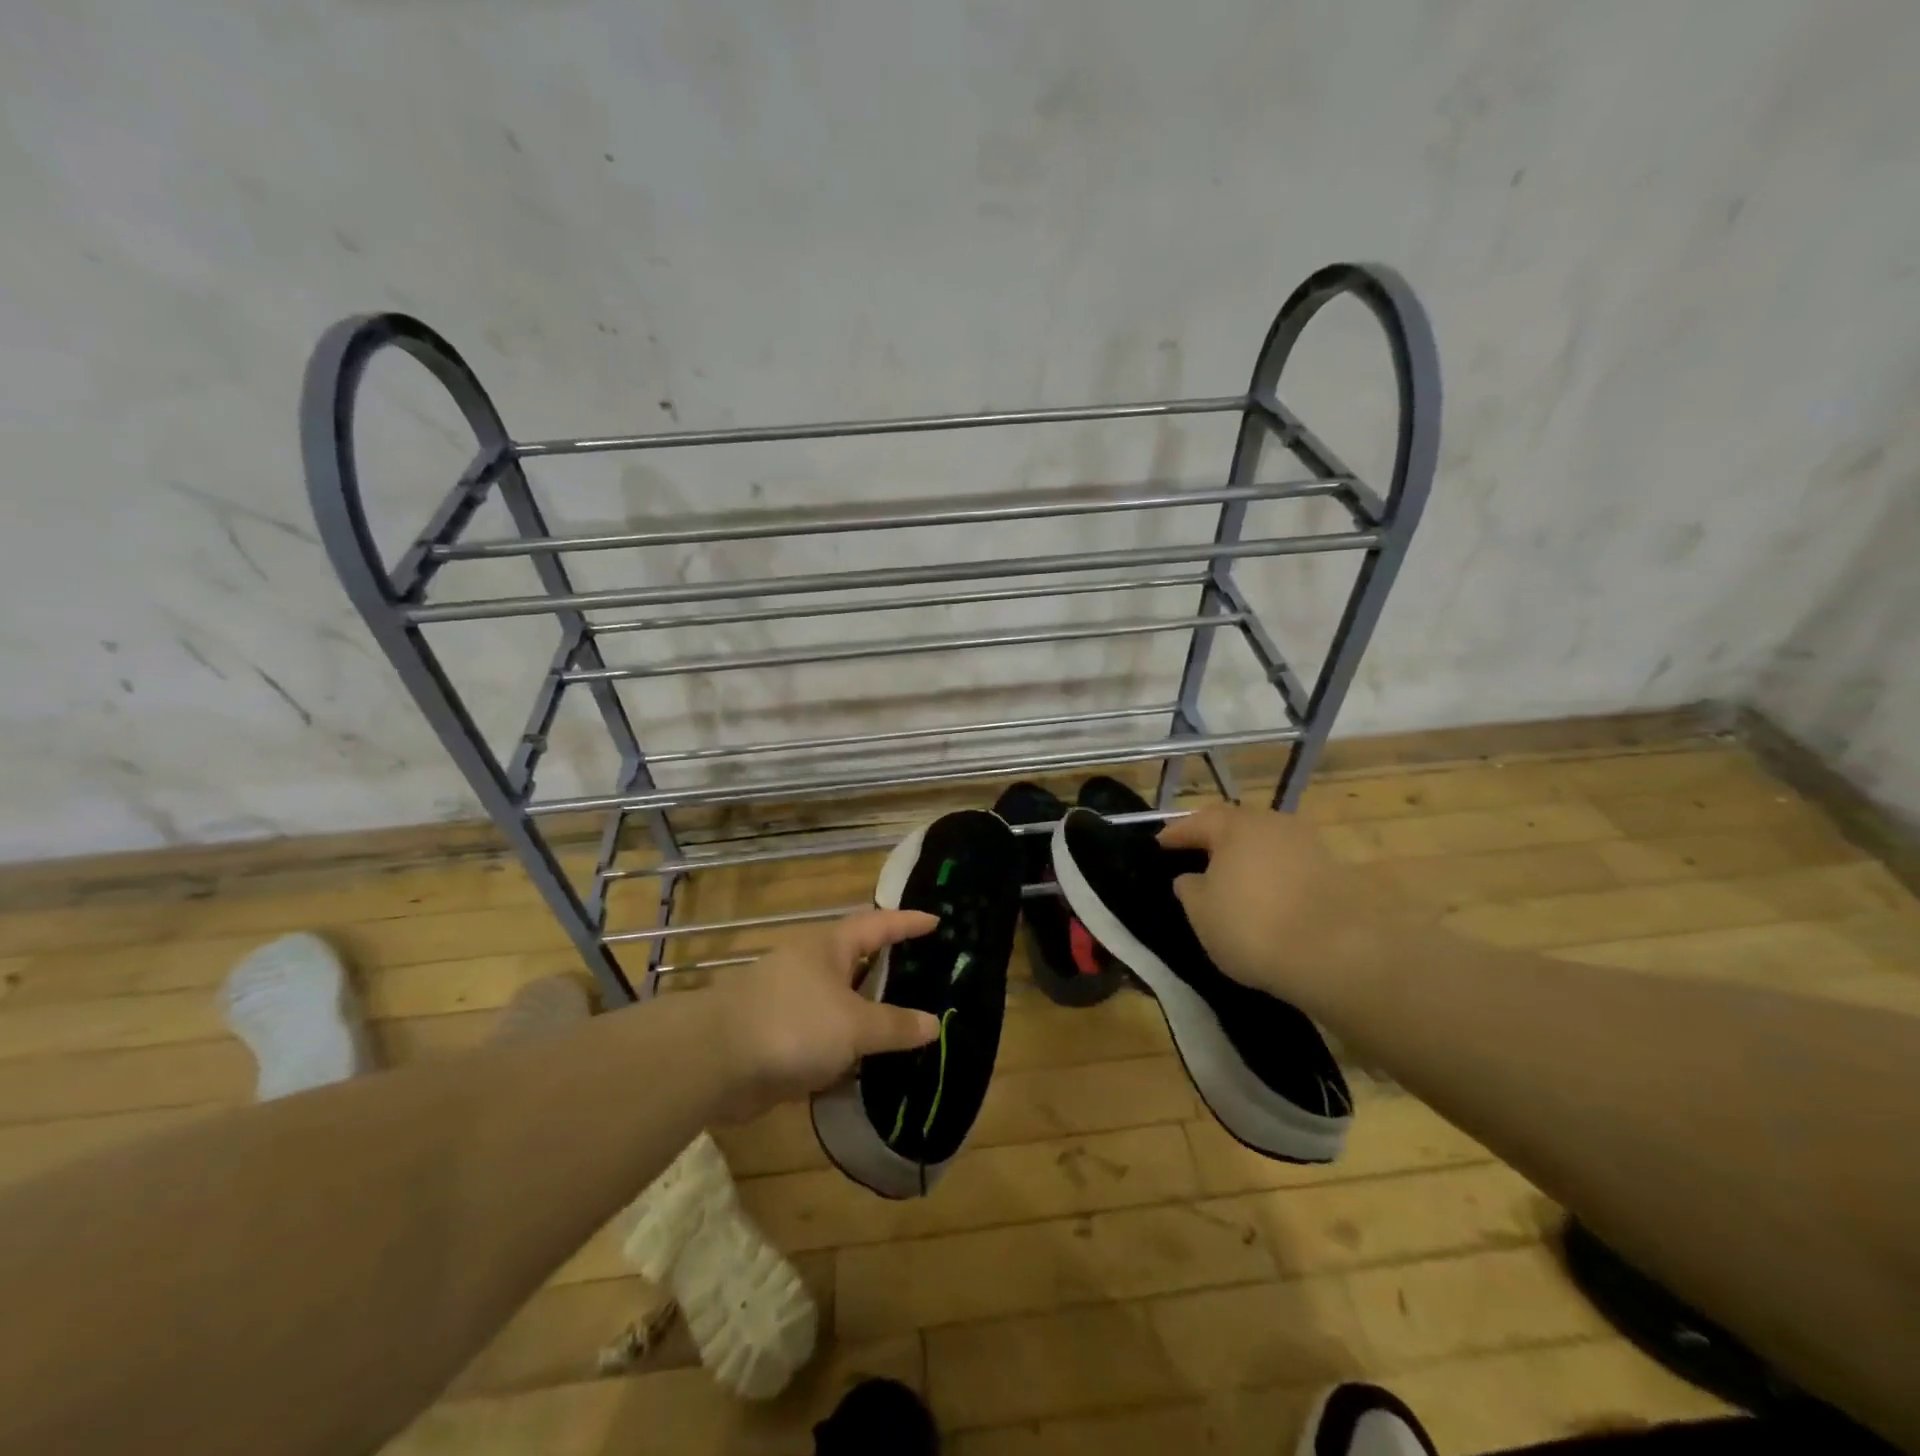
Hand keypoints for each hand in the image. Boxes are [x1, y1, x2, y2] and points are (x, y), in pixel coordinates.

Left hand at [707, 909, 941, 1121]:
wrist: (715, 1061)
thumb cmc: (792, 1024)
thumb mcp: (854, 1025)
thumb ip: (895, 1026)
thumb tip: (932, 1024)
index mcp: (829, 946)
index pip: (878, 924)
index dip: (907, 922)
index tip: (936, 921)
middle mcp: (810, 966)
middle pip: (857, 961)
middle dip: (888, 968)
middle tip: (925, 974)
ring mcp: (791, 1001)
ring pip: (840, 1002)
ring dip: (867, 1013)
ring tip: (905, 1023)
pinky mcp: (778, 1036)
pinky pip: (823, 1036)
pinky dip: (845, 1047)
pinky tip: (866, 1065)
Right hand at [1159, 803, 1393, 1004]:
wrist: (1338, 955)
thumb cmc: (1253, 926)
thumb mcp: (1201, 912)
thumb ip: (1189, 888)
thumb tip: (1192, 878)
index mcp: (1236, 825)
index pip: (1196, 822)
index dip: (1176, 834)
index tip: (1160, 844)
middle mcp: (1274, 824)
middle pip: (1236, 826)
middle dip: (1215, 840)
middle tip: (1195, 856)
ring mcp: (1308, 845)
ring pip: (1266, 844)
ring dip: (1247, 858)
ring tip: (1231, 879)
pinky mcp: (1334, 872)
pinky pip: (1288, 866)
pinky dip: (1272, 876)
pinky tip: (1265, 897)